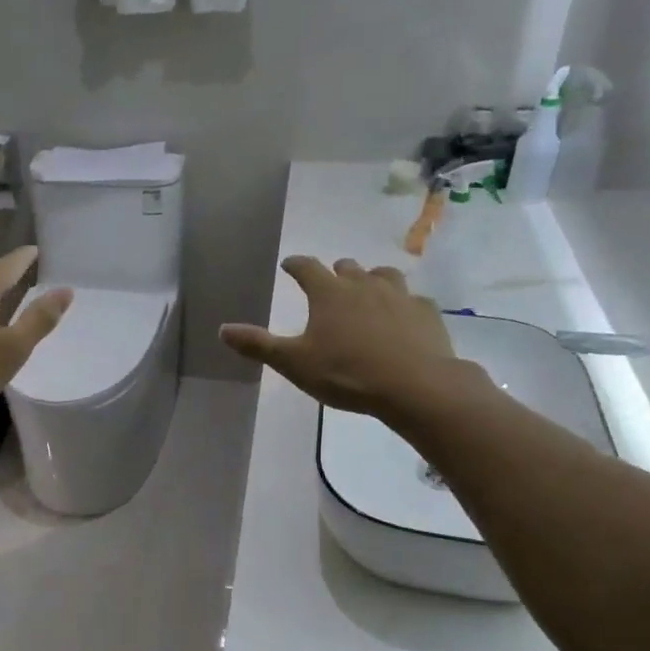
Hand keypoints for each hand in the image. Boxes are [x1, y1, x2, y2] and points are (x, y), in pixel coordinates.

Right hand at [220, 257, 478, 424]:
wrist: (415, 386)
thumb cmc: (346, 373)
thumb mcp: (294, 363)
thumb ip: (259, 345)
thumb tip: (222, 329)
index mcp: (329, 293)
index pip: (306, 268)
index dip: (295, 265)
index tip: (289, 265)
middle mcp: (363, 285)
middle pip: (346, 267)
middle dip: (334, 272)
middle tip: (329, 283)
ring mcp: (399, 295)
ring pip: (383, 275)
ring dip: (371, 279)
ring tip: (367, 292)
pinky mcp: (426, 312)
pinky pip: (412, 299)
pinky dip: (402, 304)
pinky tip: (401, 317)